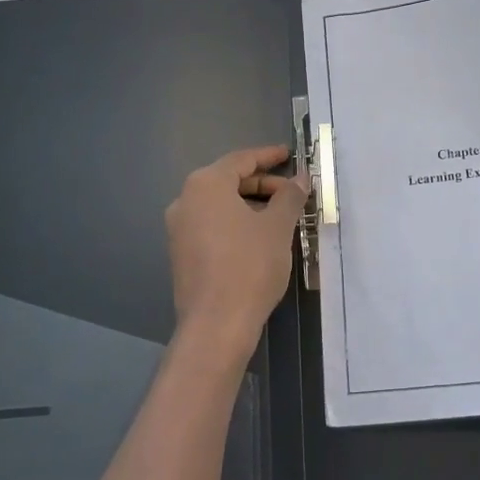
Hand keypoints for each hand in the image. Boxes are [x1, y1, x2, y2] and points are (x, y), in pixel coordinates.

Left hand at [166, 146, 308, 372]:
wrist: (216, 324)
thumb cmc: (249, 266)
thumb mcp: (277, 227)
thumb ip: (290, 196)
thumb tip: (300, 178)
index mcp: (205, 185)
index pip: (241, 160)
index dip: (268, 157)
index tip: (289, 154)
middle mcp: (185, 200)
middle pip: (228, 181)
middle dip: (262, 184)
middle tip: (292, 192)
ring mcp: (179, 229)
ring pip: (220, 205)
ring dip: (251, 205)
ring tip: (281, 217)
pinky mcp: (181, 254)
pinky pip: (212, 225)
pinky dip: (236, 223)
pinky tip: (259, 238)